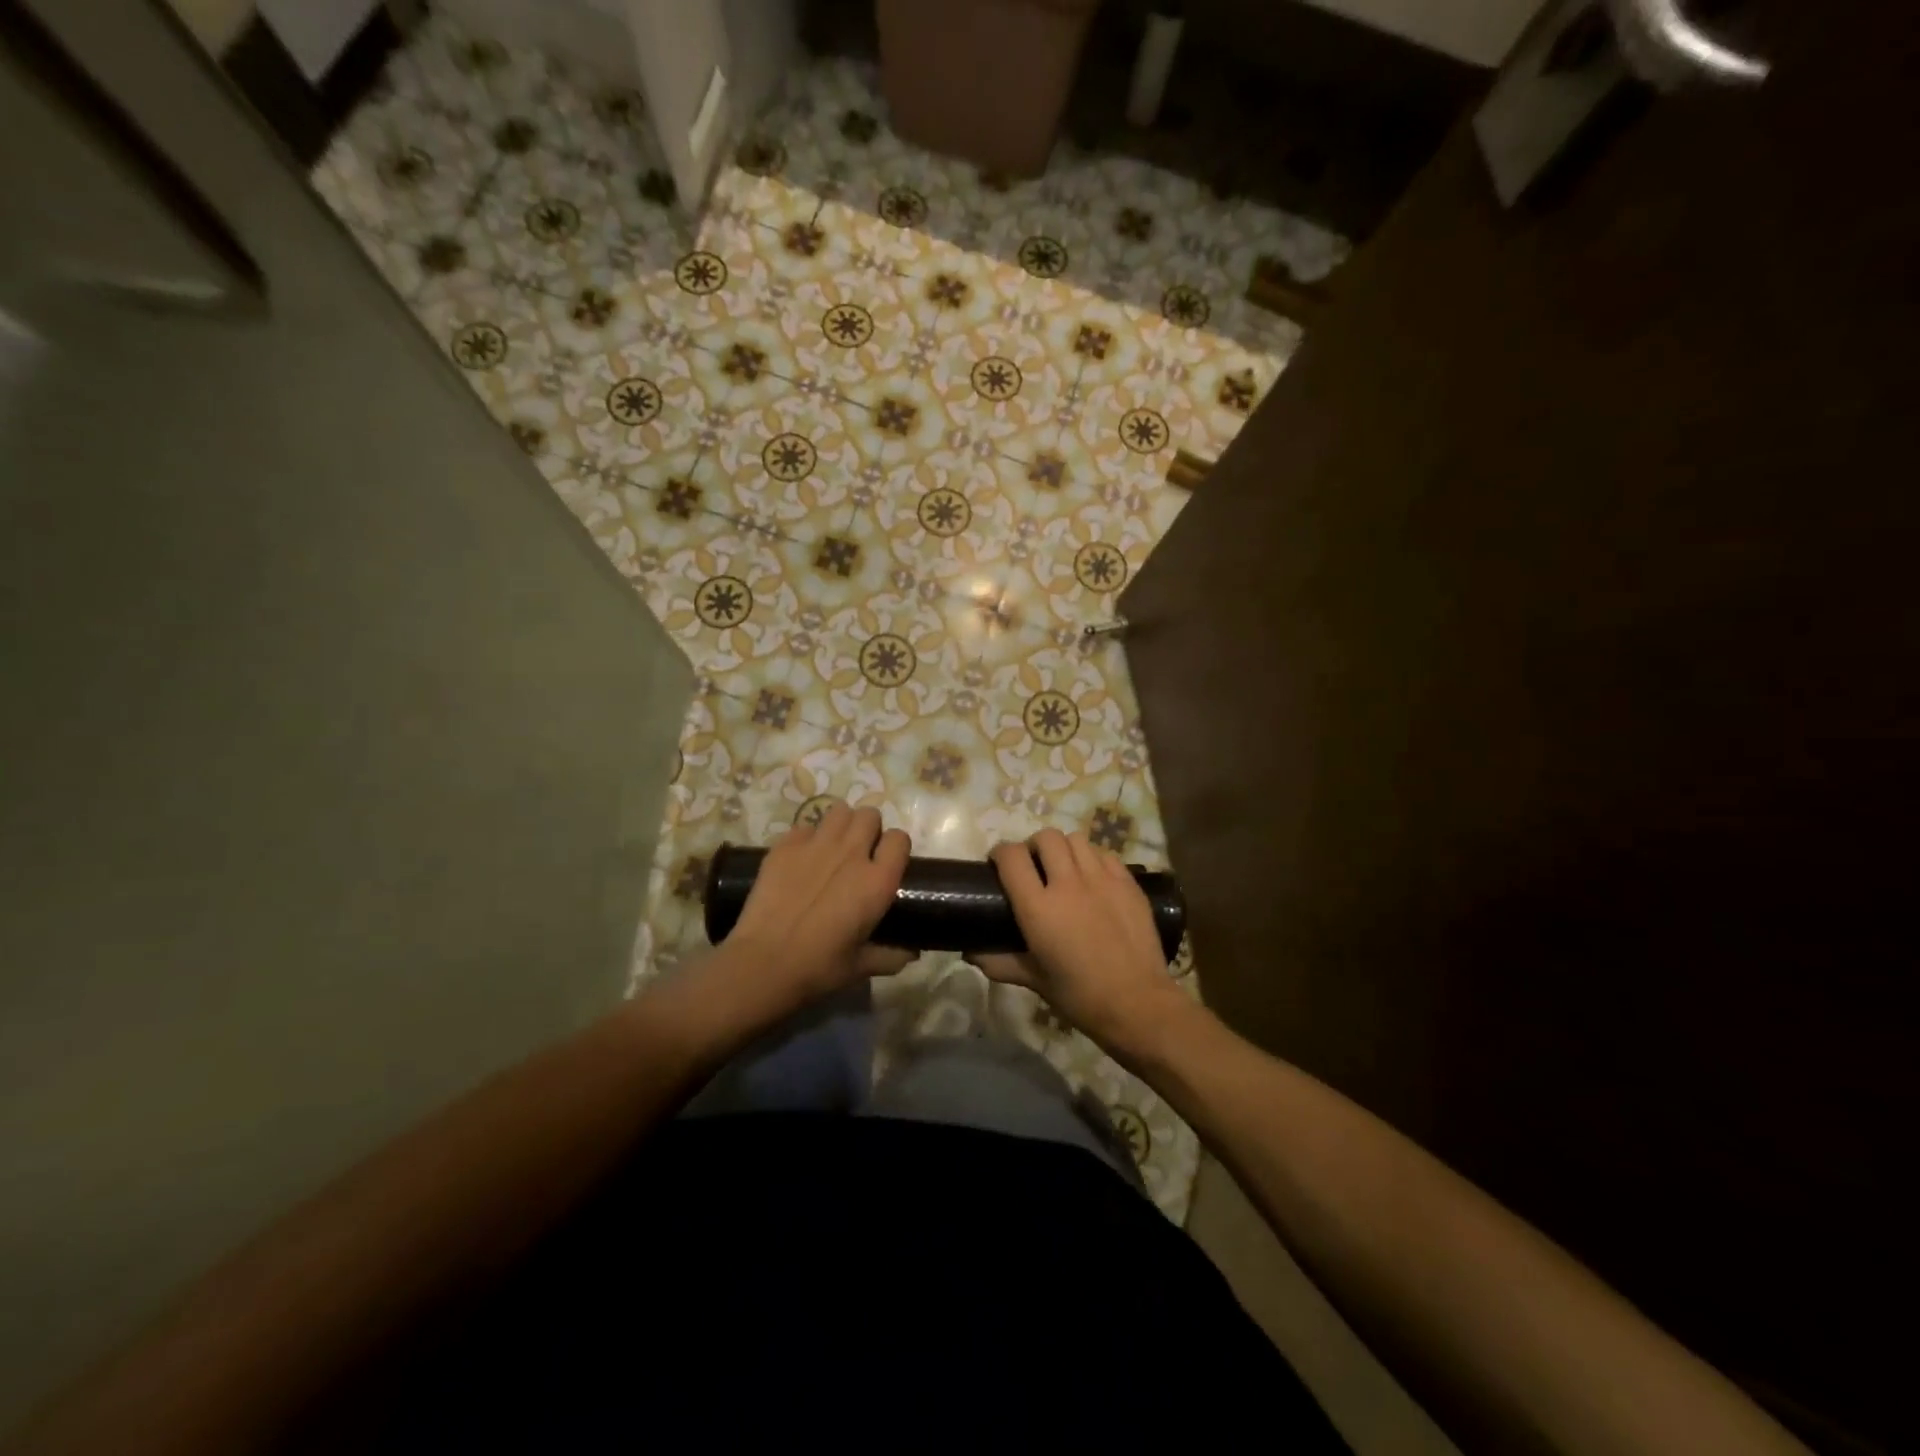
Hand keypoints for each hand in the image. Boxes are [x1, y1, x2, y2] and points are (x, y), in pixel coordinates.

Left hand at [722, 804, 911, 1005]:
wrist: (763, 963)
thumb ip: (891, 956)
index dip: (895, 847)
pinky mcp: (785, 846)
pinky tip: (800, 859)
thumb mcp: (861, 966)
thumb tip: (911, 953)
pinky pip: (804, 826)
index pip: (900, 839)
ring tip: (833, 847)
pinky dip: (807, 837)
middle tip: (859, 853)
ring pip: (839, 810)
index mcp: (877, 881)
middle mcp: (851, 853)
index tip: (887, 861)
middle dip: (869, 829)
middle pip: (870, 815)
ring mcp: (816, 845)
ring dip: (841, 825)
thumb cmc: (818, 968)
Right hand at [980, 830, 1184, 1052]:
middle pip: (1046, 837)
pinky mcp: (1128, 883)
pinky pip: (1104, 854)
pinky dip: (1093, 859)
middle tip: (1034, 867)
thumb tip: (970, 953)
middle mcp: (1068, 884)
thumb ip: (1000, 962)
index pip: (1012, 857)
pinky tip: (1093, 879)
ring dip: (1064, 849)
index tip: (999, 864)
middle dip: (1034, 846)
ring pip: (1076, 839)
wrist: (1137, 1003)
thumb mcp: (1034, 980)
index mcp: (1039, 908)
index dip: (1000, 854)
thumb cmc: (1079, 996)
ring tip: (1065, 869)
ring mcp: (1102, 879)